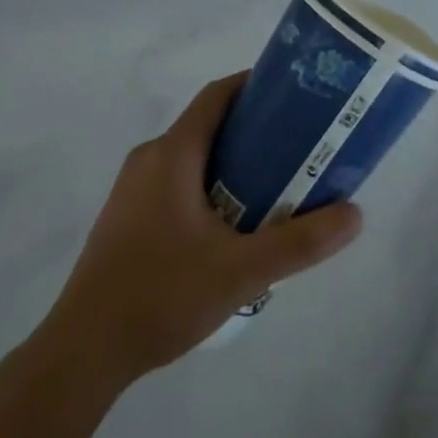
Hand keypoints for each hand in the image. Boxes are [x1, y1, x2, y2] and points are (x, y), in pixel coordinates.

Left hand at [39, 73, 362, 386]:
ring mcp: (131, 188)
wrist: (83, 351)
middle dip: (252, 130)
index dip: (254, 85)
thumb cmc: (161, 294)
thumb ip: (299, 243)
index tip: (293, 95)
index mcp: (173, 152)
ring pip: (190, 156)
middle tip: (295, 149)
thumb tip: (355, 214)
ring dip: (229, 161)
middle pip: (207, 124)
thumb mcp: (241, 271)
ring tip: (270, 188)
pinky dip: (206, 185)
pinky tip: (227, 226)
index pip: (217, 95)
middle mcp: (149, 157)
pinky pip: (173, 181)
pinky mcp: (124, 216)